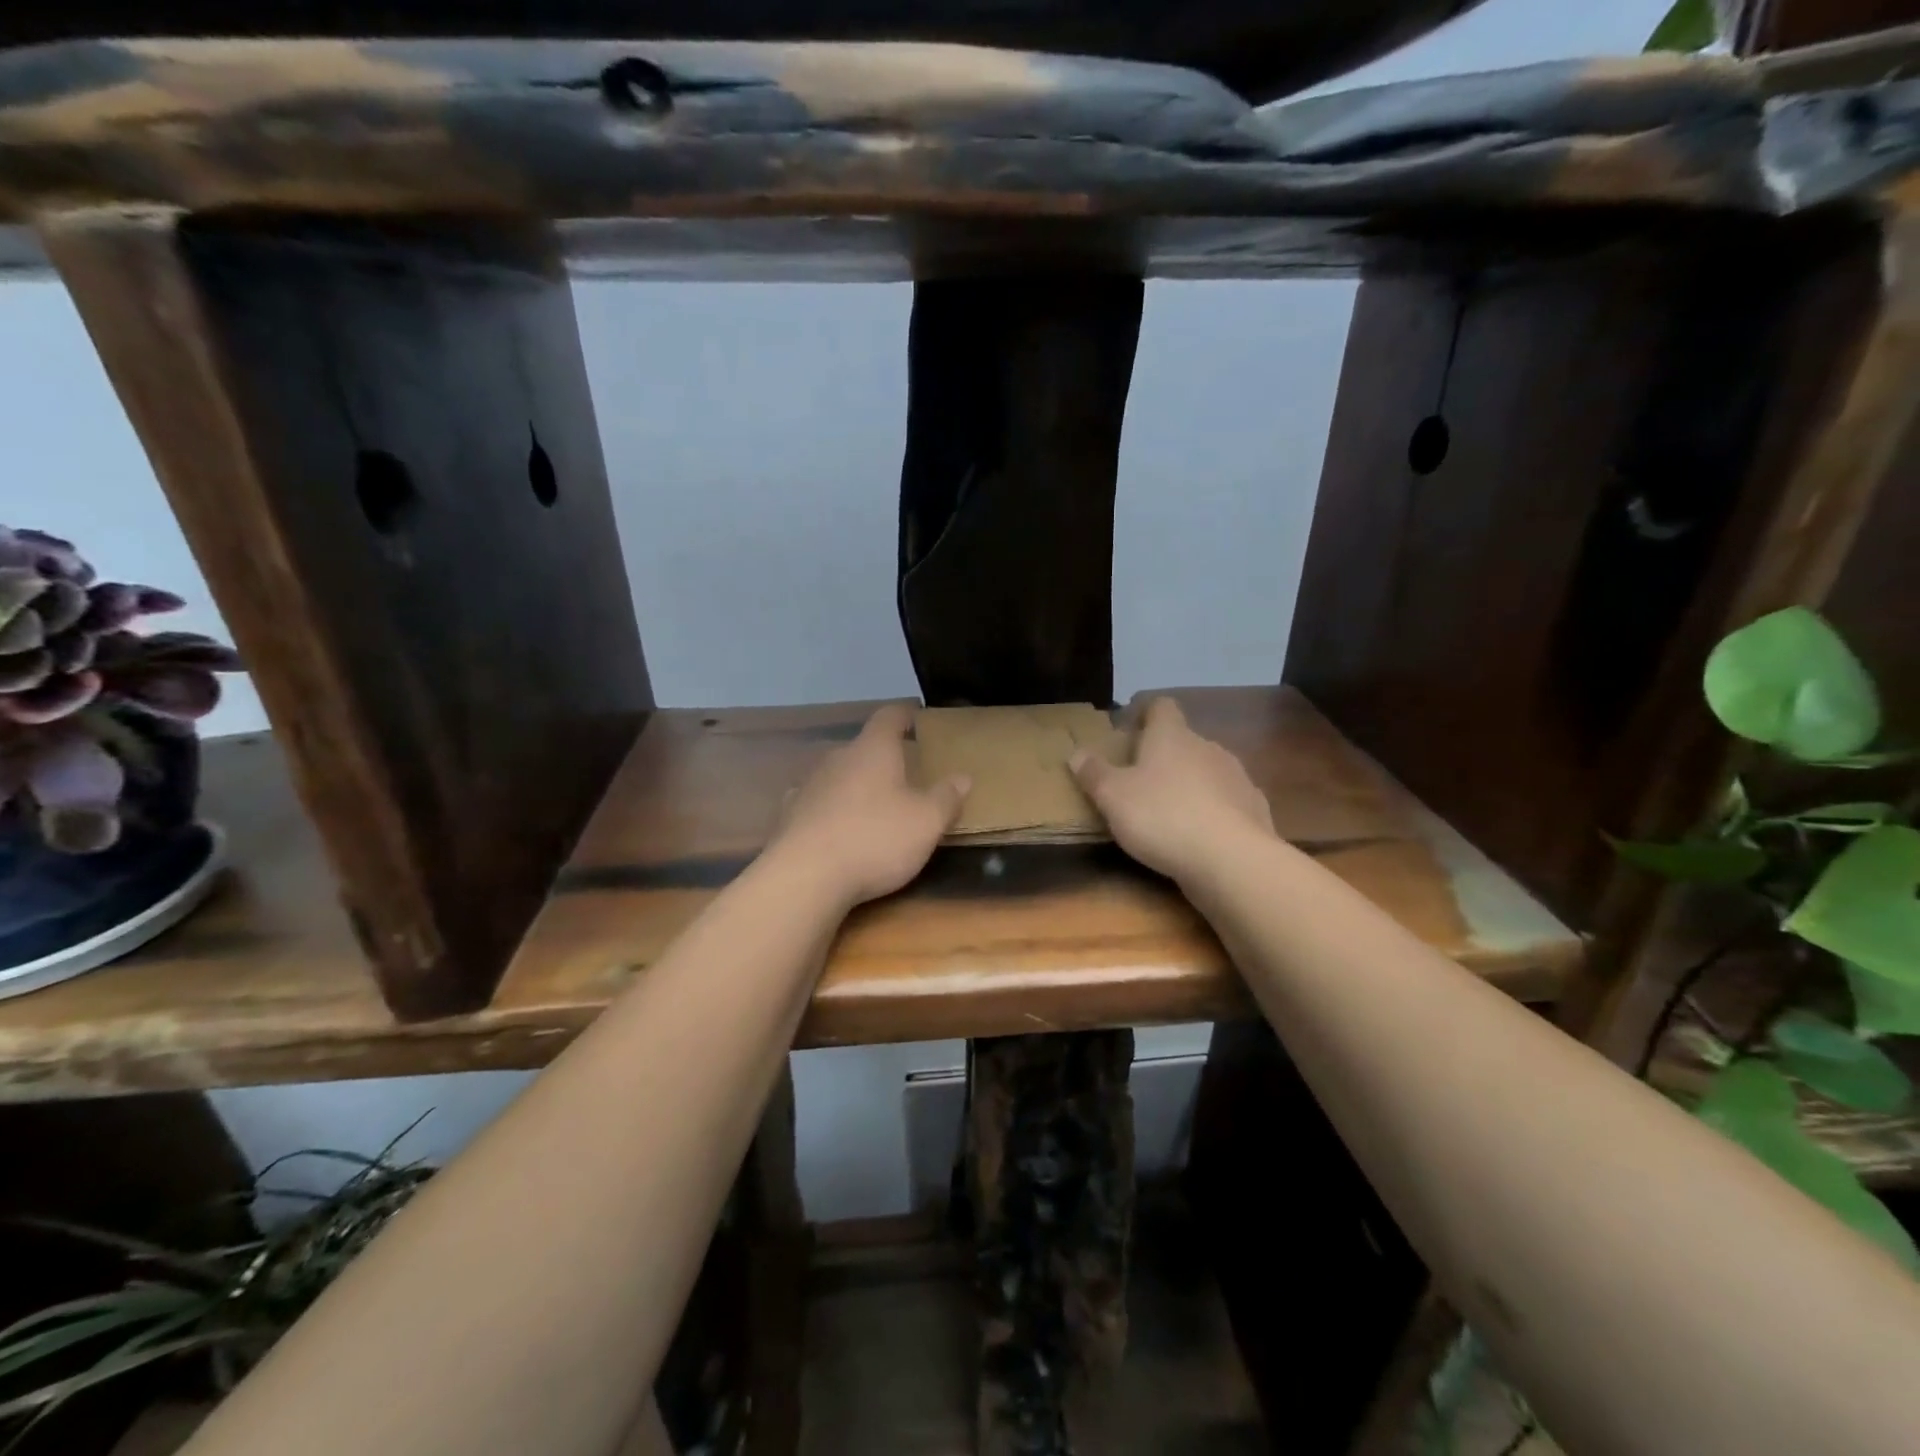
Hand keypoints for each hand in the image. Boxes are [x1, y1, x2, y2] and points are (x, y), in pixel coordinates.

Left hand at [767, 703, 969, 907]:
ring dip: (856, 785)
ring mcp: (809, 786)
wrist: (805, 877)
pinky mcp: (789, 816)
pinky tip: (836, 826)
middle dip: (883, 758)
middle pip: (863, 748)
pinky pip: (817, 803)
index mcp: (873, 750)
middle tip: (904, 773)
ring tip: (873, 805)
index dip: (904, 714)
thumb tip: (962, 777)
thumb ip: (946, 798)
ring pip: (838, 775)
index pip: (889, 717)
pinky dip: (830, 809)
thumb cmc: (875, 839)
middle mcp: (837, 758)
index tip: (916, 716)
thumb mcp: (926, 822)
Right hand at [1070, 696, 1274, 885]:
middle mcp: (1207, 747)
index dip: (1144, 713)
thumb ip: (1094, 773)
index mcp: (1171, 736)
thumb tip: (1076, 753)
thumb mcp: (1112, 797)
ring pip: (1207, 771)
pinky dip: (1214, 811)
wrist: (1231, 859)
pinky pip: (1228, 801)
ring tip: (1170, 812)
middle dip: (1163, 756)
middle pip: (1183, 741)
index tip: (1129, 730)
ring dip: (1190, 784)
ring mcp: (1236, 776)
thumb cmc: (1162, 817)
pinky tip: (1201, 835)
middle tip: (1139, 781)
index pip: (1161, 706)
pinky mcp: (1254, 808)